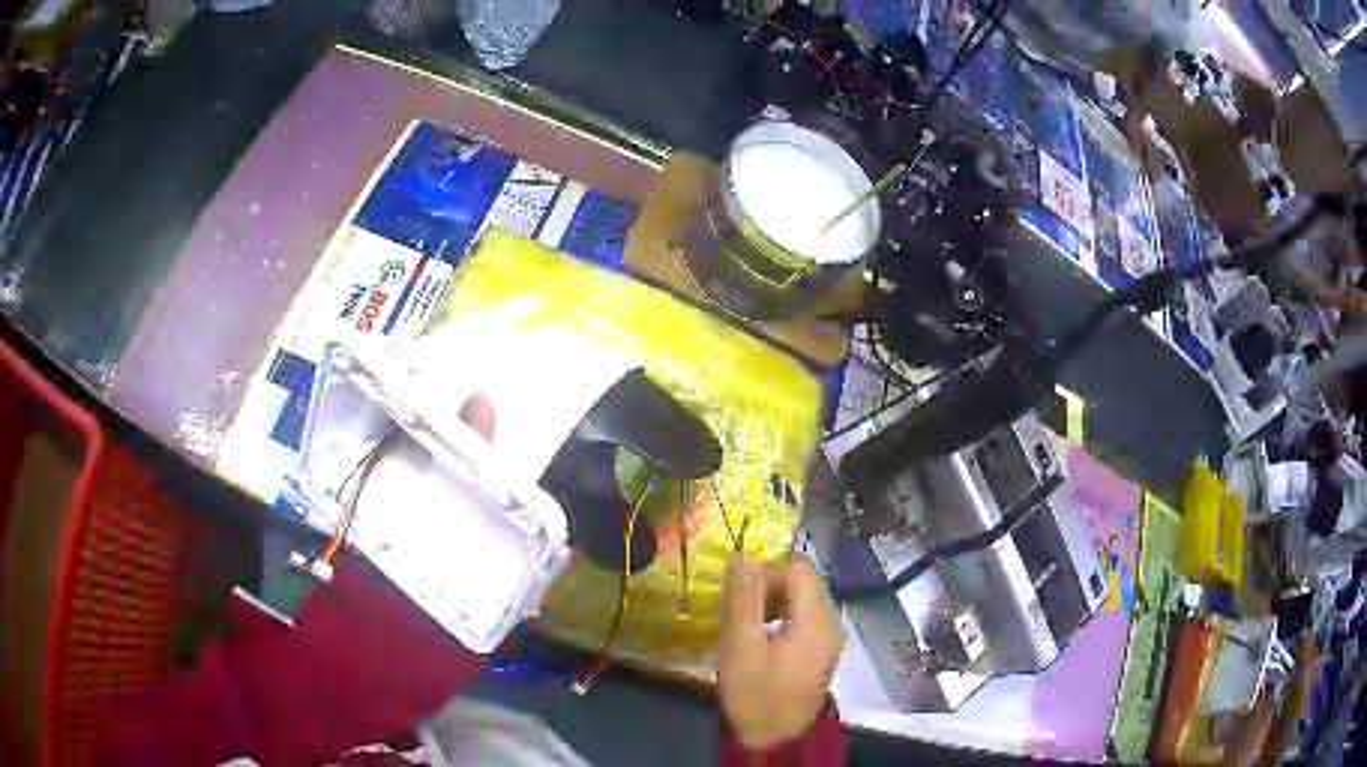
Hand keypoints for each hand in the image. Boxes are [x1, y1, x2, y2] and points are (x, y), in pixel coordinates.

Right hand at [718, 556, 841, 749]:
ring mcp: (828, 638)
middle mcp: (830, 623)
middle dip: (769, 586)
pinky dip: (782, 618)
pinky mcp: (820, 651)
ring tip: (745, 623)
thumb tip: (744, 556)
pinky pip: (804, 618)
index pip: (798, 569)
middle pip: (804, 582)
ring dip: (773, 602)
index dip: (766, 571)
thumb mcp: (741, 648)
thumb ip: (744, 600)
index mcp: (816, 620)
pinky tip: (761, 638)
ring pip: (804, 600)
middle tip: (737, 609)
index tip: (738, 593)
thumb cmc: (755, 696)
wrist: (774, 740)